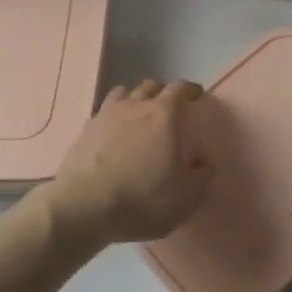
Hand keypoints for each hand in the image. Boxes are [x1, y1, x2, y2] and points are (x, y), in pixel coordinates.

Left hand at [43, 79, 212, 247]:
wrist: (85, 206)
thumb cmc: (143, 198)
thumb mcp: (186, 196)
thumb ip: (202, 176)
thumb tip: (205, 163)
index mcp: (164, 114)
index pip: (180, 89)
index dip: (191, 90)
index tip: (197, 95)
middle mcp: (135, 105)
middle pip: (151, 85)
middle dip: (163, 91)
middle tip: (170, 105)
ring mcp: (106, 114)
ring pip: (123, 92)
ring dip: (135, 97)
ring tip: (139, 111)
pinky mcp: (85, 130)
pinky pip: (103, 112)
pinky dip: (113, 116)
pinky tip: (113, 131)